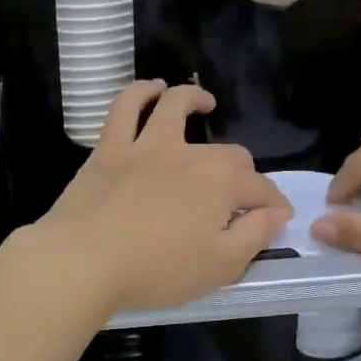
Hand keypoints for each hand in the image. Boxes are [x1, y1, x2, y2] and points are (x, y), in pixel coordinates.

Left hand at [21, 82, 291, 315]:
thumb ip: (254, 236)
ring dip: (193, 99)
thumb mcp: (221, 267)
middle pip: (229, 154)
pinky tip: (151, 89)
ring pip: (175, 106)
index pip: (261, 189)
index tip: (277, 219)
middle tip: (238, 196)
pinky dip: (140, 92)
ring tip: (204, 102)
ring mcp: (147, 145)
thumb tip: (274, 214)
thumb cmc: (156, 271)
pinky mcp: (110, 147)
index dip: (273, 204)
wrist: (84, 261)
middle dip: (243, 172)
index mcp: (222, 183)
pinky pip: (125, 107)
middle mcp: (190, 154)